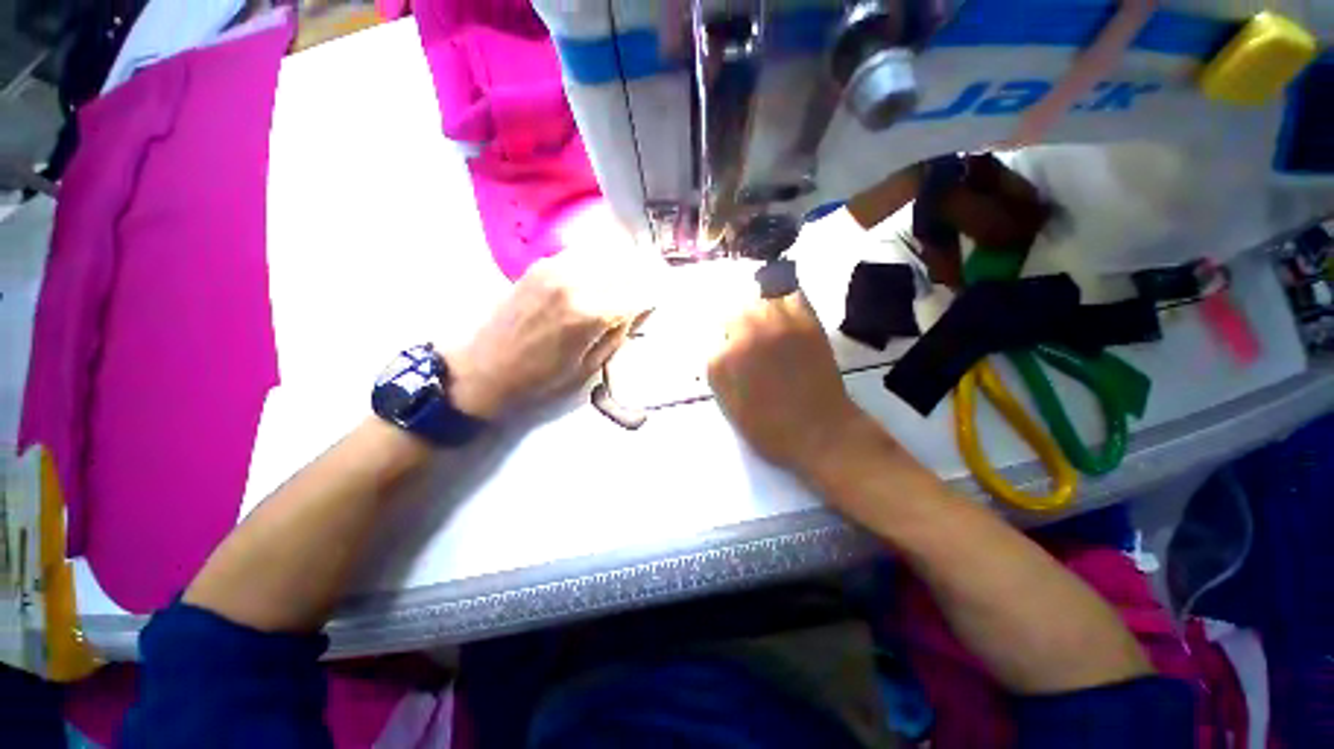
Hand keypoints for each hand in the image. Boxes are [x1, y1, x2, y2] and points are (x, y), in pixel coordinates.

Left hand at [446, 219, 659, 418]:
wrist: (484, 368)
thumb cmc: (540, 378)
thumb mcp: (589, 367)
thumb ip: (617, 333)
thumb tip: (638, 310)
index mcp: (590, 313)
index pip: (637, 294)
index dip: (650, 299)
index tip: (654, 304)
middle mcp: (576, 282)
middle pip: (623, 267)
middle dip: (638, 279)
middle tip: (640, 292)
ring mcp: (555, 268)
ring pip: (603, 255)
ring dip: (618, 267)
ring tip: (621, 283)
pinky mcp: (540, 265)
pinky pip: (580, 255)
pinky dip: (594, 263)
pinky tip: (594, 278)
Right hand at [708, 290, 871, 475]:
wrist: (819, 432)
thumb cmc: (769, 428)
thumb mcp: (728, 405)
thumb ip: (718, 372)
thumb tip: (722, 348)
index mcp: (720, 361)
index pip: (714, 338)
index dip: (725, 347)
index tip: (736, 358)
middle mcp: (744, 336)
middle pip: (734, 313)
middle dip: (738, 327)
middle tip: (752, 345)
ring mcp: (775, 325)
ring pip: (759, 300)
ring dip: (760, 313)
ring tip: (769, 330)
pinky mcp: (805, 322)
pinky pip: (791, 295)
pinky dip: (787, 302)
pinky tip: (787, 318)